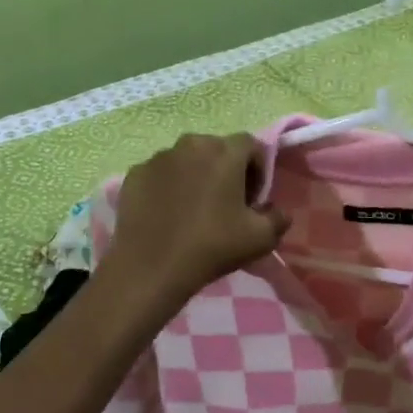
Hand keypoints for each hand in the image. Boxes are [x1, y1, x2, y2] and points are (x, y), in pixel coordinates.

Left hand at [105, 133, 290, 304]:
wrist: (150, 268)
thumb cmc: (211, 246)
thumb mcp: (261, 239)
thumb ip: (278, 218)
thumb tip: (277, 211)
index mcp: (224, 152)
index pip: (251, 144)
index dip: (257, 168)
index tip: (253, 199)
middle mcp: (190, 144)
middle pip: (216, 149)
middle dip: (226, 170)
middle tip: (226, 204)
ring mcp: (158, 158)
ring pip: (186, 160)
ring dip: (195, 176)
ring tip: (194, 210)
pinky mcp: (134, 174)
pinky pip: (160, 175)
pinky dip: (168, 187)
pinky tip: (167, 215)